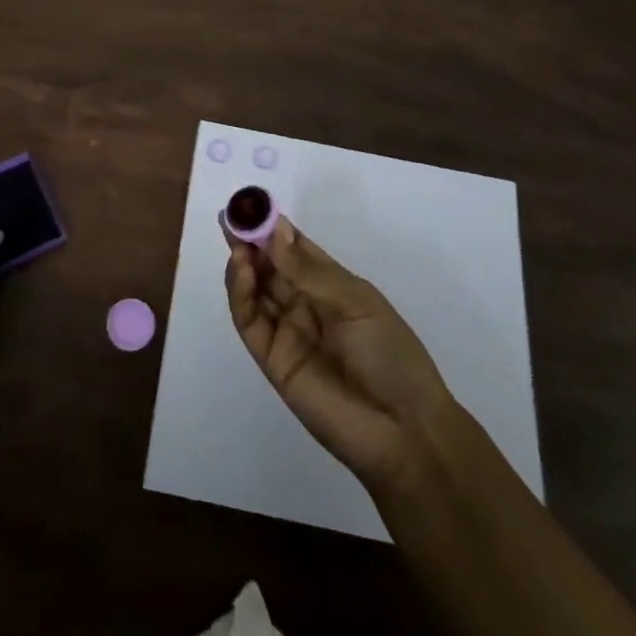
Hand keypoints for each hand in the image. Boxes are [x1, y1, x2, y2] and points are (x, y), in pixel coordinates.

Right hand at [224, 215, 455, 492]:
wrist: (404, 431)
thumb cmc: (390, 354)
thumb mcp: (356, 302)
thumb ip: (309, 270)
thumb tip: (275, 230)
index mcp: (331, 286)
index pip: (295, 248)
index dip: (274, 226)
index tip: (252, 203)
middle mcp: (305, 304)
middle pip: (270, 266)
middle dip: (250, 240)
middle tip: (231, 216)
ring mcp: (287, 332)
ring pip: (256, 290)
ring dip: (243, 264)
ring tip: (236, 241)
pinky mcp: (273, 360)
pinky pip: (250, 322)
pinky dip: (241, 294)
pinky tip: (241, 270)